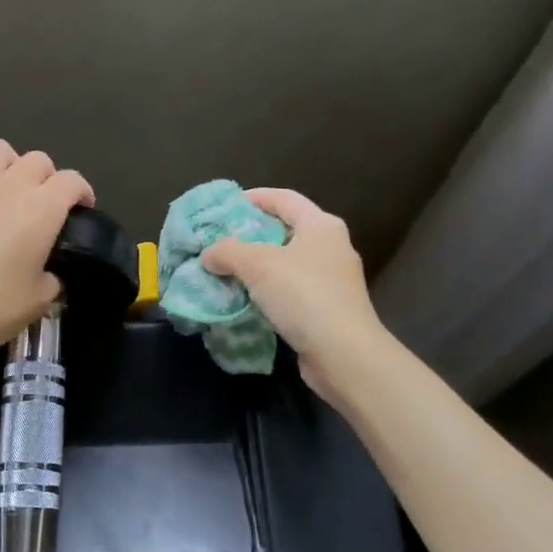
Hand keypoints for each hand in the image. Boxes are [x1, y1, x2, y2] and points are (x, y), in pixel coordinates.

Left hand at [0, 140, 94, 365]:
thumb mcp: (39, 301)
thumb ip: (53, 277)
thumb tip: (48, 271)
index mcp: (41, 209)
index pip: (72, 181)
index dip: (82, 193)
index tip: (81, 212)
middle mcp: (8, 186)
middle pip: (38, 160)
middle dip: (48, 179)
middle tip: (45, 208)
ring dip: (9, 164)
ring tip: (7, 190)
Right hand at [201, 188, 386, 398]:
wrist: (343, 354)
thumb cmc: (303, 295)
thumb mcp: (257, 265)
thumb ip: (227, 252)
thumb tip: (208, 255)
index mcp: (321, 225)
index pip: (284, 198)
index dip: (254, 197)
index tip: (225, 206)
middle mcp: (332, 246)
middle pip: (287, 229)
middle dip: (253, 234)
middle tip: (221, 240)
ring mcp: (334, 280)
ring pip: (289, 262)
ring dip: (259, 265)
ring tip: (228, 271)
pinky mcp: (329, 308)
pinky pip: (293, 290)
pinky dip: (270, 291)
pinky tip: (248, 300)